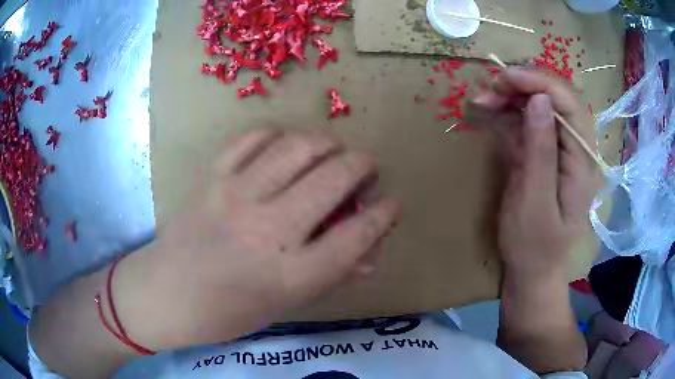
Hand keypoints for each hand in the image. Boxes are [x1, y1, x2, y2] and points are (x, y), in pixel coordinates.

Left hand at [141, 129, 400, 348]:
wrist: (167, 294)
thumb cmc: (229, 312)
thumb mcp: (286, 304)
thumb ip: (331, 275)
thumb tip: (370, 253)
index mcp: (291, 275)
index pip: (355, 236)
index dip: (383, 215)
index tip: (392, 203)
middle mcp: (267, 231)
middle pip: (333, 179)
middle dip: (362, 166)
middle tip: (365, 168)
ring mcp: (235, 197)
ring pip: (297, 148)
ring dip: (326, 143)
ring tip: (331, 151)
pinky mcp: (212, 178)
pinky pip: (252, 138)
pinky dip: (277, 135)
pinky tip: (284, 146)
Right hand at [474, 69, 598, 279]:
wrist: (531, 273)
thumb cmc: (535, 247)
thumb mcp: (536, 202)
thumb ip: (541, 151)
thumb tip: (540, 100)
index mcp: (582, 160)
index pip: (569, 104)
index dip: (539, 82)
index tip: (504, 78)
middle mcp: (573, 148)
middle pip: (554, 99)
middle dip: (522, 87)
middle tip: (488, 91)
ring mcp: (557, 150)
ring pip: (538, 107)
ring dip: (510, 98)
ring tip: (482, 100)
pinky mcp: (541, 156)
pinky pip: (526, 124)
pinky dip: (507, 114)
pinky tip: (489, 113)